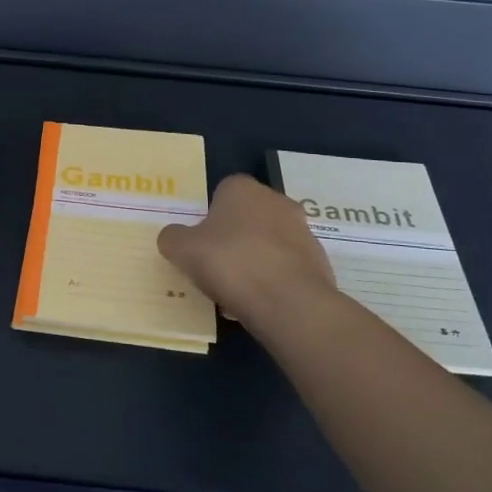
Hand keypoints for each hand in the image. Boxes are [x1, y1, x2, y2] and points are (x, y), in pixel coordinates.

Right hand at [157, 173, 342, 332]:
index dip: (208, 219)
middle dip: (233, 239)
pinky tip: (260, 303)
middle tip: (215, 268)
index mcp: (242, 188)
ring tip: (236, 293)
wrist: (289, 302)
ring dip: (254, 261)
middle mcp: (276, 200)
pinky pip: (286, 267)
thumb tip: (173, 237)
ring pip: (267, 244)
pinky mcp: (318, 261)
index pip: (221, 194)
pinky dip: (273, 280)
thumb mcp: (183, 250)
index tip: (200, 244)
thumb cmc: (231, 263)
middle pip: (246, 218)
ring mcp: (302, 230)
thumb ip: (172, 238)